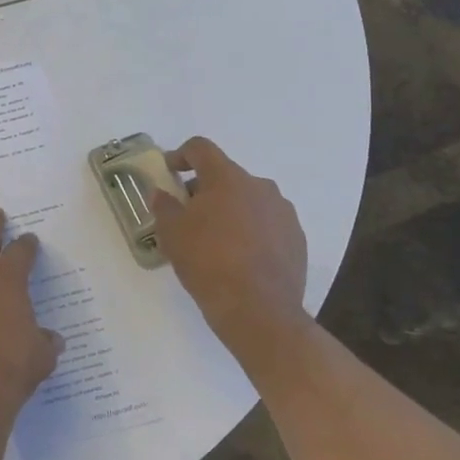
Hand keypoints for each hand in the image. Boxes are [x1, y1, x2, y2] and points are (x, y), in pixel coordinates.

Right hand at [149, 137, 309, 347]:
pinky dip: (251, 230)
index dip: (181, 155)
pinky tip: (240, 256)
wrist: (259, 311)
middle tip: (188, 214)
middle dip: (205, 189)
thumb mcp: (171, 233)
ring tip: (215, 239)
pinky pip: (267, 223)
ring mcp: (283, 212)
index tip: (169, 171)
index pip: (201, 148)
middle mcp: (259, 186)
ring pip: (249, 199)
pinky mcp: (297, 239)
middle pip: (226, 175)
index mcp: (227, 178)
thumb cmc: (207, 262)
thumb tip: (161, 194)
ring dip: (230, 209)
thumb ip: (164, 206)